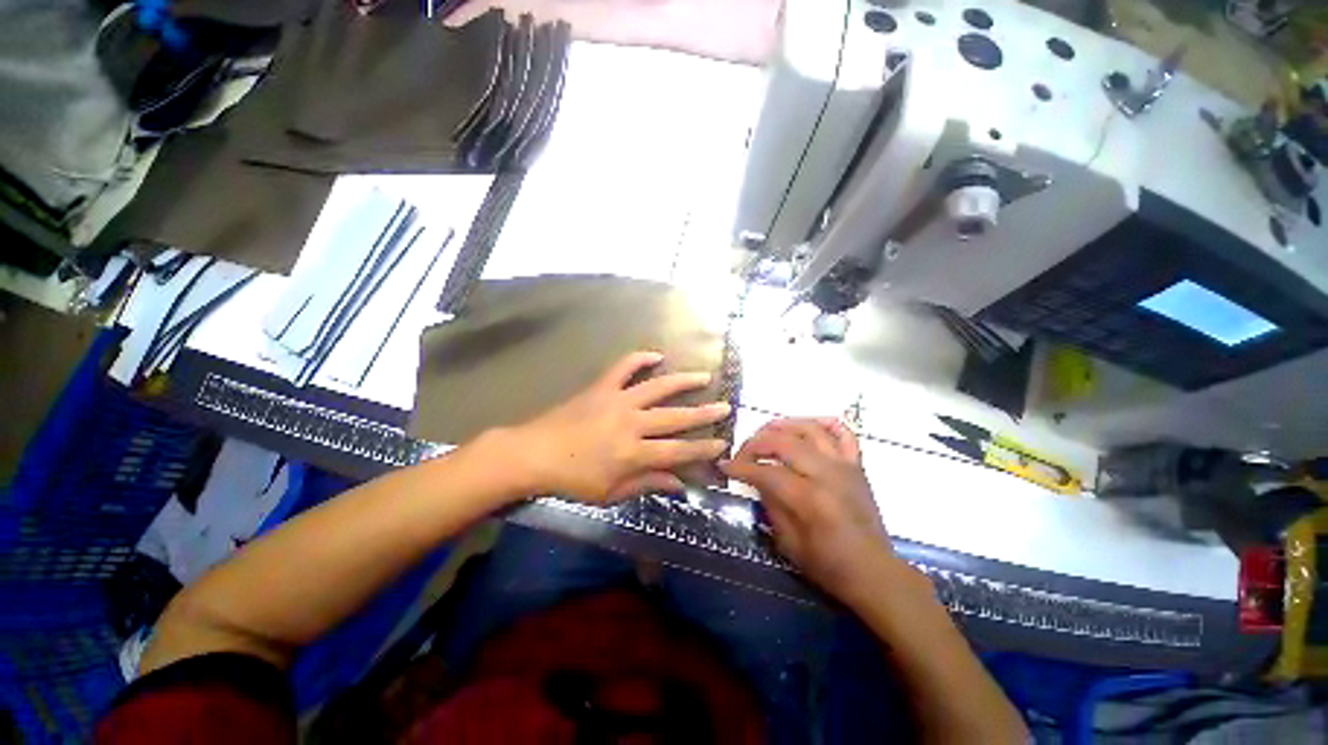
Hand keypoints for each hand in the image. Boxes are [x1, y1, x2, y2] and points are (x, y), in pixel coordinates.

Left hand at [505, 351, 730, 502]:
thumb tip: (679, 483)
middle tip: (725, 407)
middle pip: (675, 417)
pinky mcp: (602, 387)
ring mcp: (617, 400)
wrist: (534, 454)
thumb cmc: (572, 480)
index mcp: (633, 453)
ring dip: (683, 381)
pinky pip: (624, 367)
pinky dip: (640, 358)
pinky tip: (656, 356)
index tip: (723, 444)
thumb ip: (647, 484)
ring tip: (704, 375)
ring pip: (658, 387)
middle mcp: (631, 423)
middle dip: (704, 413)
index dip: (703, 449)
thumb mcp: (610, 493)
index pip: (678, 451)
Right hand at [720, 418, 892, 602]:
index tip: (724, 466)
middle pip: (783, 442)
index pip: (766, 472)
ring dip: (783, 425)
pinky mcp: (856, 465)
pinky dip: (824, 423)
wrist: (873, 571)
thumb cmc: (828, 565)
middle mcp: (826, 474)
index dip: (740, 467)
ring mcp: (844, 466)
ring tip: (766, 432)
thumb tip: (756, 479)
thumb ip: (770, 504)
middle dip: (755, 443)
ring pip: (809, 429)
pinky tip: (807, 426)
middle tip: (742, 453)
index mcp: (809, 498)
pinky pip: (843, 433)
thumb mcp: (788, 543)